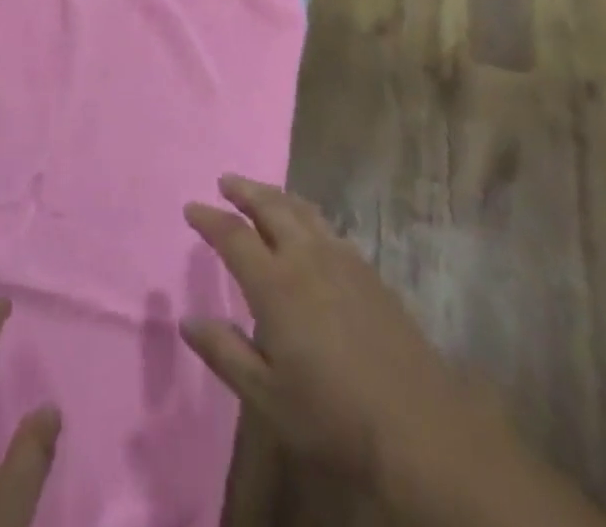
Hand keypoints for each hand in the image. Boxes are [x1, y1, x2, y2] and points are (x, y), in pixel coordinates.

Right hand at [180, 176, 605, 526]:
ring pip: (302, 210)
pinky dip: (306, 214)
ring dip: (276, 196)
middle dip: (245, 191)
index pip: (233, 236)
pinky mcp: (368, 271)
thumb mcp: (267, 396)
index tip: (192, 207)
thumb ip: (225, 352)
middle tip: (226, 181)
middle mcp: (306, 257)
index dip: (210, 219)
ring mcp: (341, 259)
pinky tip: (308, 228)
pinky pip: (327, 226)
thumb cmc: (332, 415)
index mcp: (275, 283)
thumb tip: (188, 319)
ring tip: (262, 192)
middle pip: (271, 207)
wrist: (417, 424)